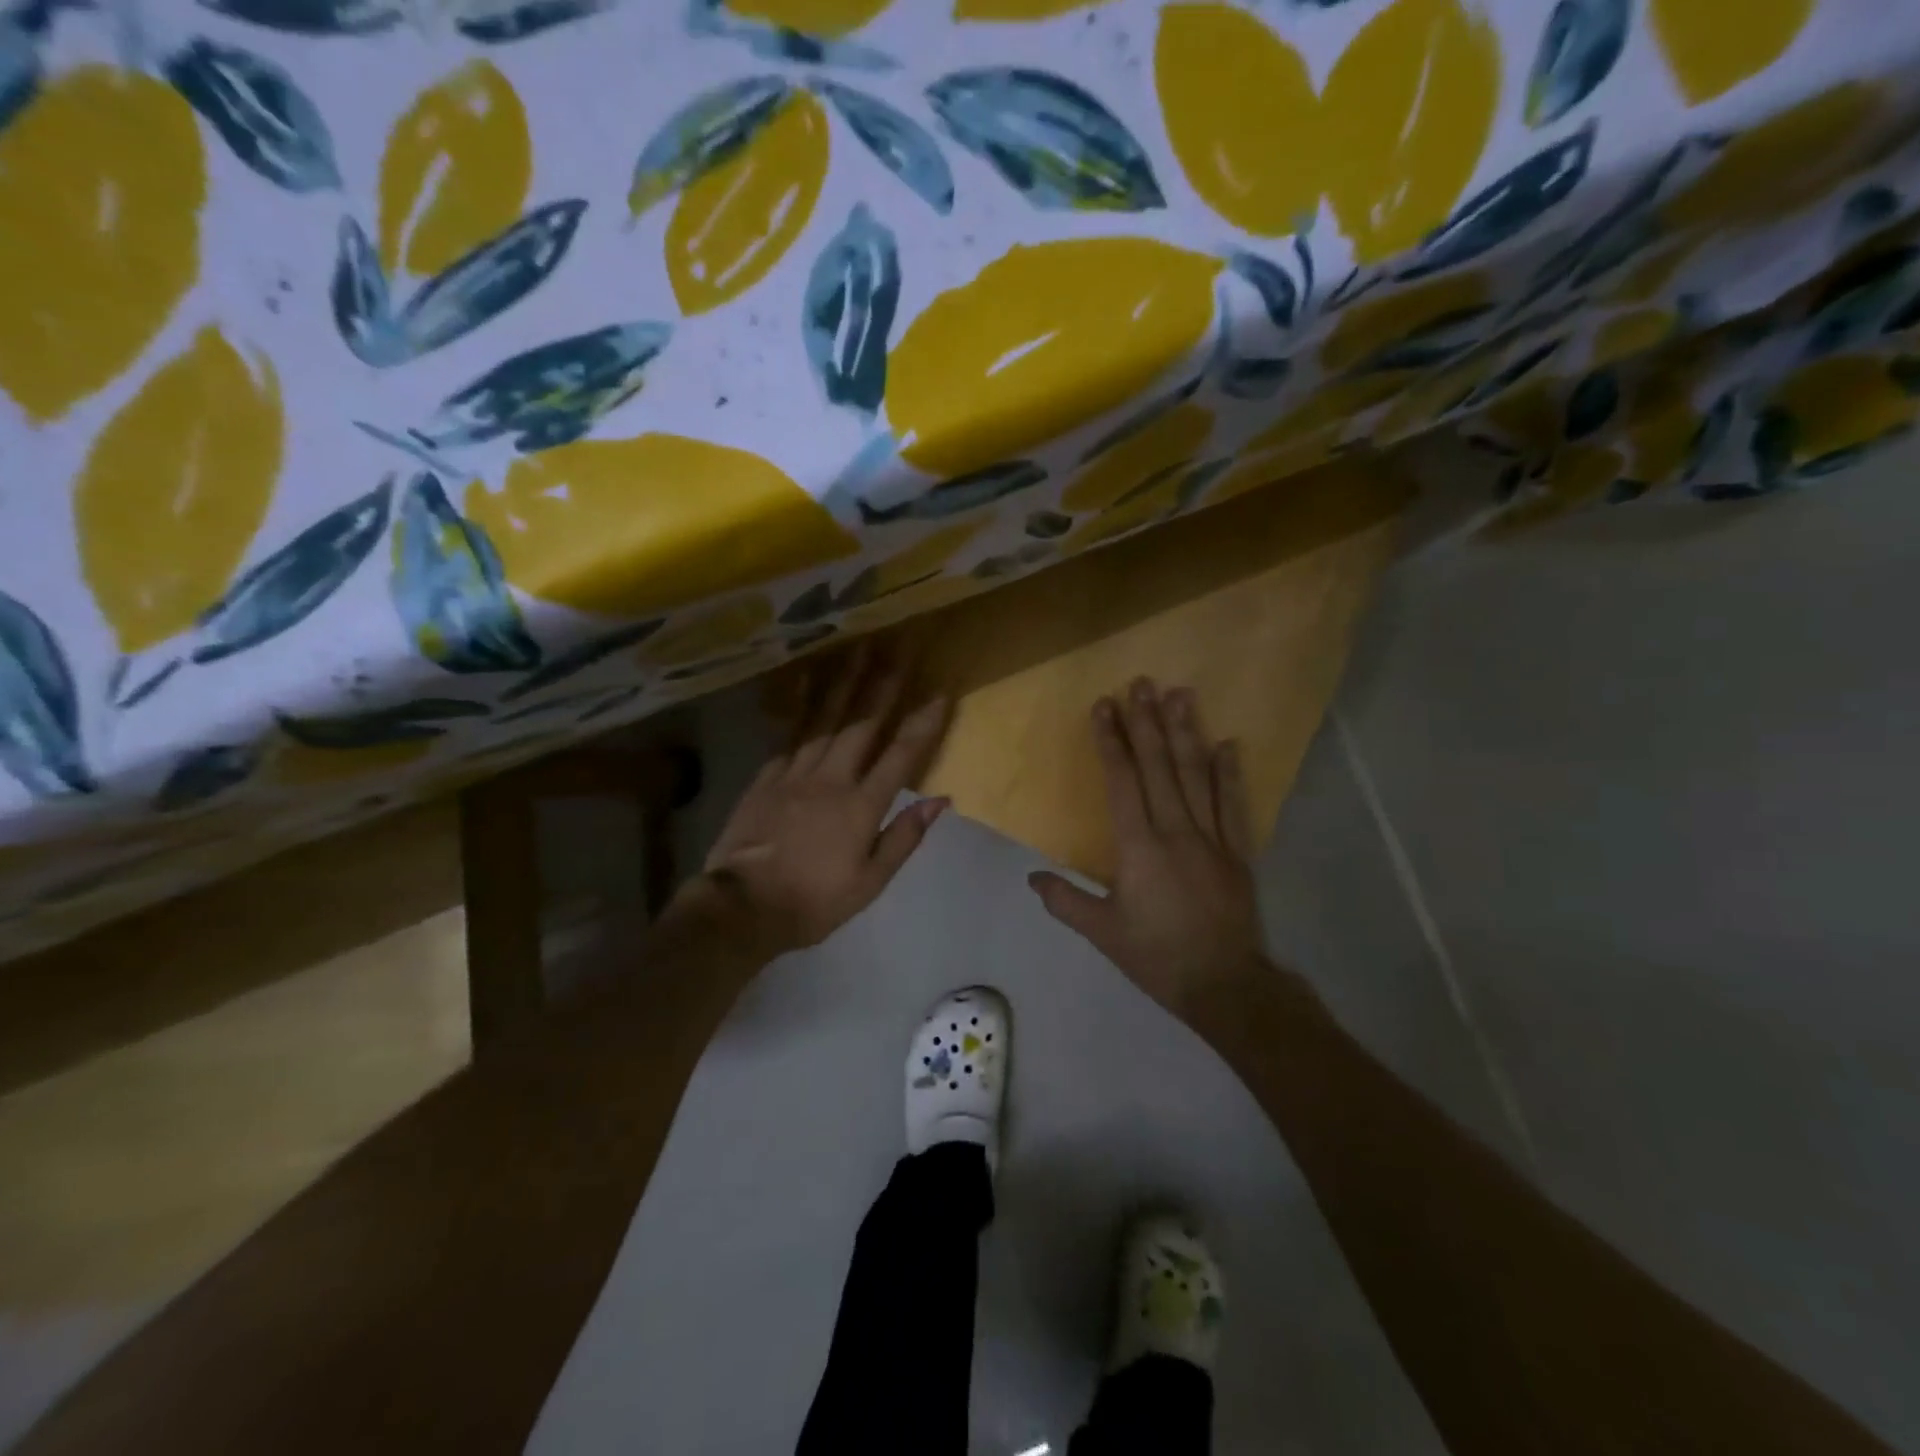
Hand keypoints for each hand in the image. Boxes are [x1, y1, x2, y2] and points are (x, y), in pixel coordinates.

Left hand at [665, 648, 950, 962]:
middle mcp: (831, 778)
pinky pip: (790, 733)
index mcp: (861, 806)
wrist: (742, 906)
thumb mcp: (869, 883)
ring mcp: (795, 773)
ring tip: (858, 649)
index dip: (923, 723)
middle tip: (898, 647)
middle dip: (883, 684)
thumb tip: (940, 800)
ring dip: (844, 682)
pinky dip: (802, 705)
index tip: (940, 692)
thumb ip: (904, 838)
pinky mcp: (767, 775)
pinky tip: (807, 681)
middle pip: (862, 723)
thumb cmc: (813, 901)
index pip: (901, 755)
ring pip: (824, 718)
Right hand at [1028, 678, 1266, 1021]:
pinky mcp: (1237, 852)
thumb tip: (1033, 876)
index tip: (1104, 707)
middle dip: (1146, 722)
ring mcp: (1211, 838)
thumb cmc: (1156, 956)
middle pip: (1159, 766)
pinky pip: (1232, 805)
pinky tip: (1228, 743)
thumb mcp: (1102, 932)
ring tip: (1180, 694)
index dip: (1111, 741)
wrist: (1224, 984)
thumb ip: (1066, 900)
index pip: (1122, 781)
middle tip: (1140, 683)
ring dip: (1187, 733)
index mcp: (1138, 847)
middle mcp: (1175, 831)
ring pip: (1196, 775)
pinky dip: (1229, 773)